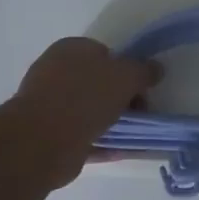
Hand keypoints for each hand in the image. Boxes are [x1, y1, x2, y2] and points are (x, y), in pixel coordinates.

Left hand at [6, 37, 159, 187]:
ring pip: (90, 110)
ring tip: (133, 133)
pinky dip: (102, 141)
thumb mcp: (127, 75)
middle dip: (121, 97)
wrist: (43, 140)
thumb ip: (144, 70)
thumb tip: (155, 69)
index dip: (127, 68)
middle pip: (98, 82)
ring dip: (112, 121)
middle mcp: (55, 72)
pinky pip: (83, 135)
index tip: (141, 87)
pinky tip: (121, 150)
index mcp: (70, 50)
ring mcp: (49, 105)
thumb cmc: (86, 96)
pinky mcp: (48, 135)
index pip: (105, 53)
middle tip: (139, 111)